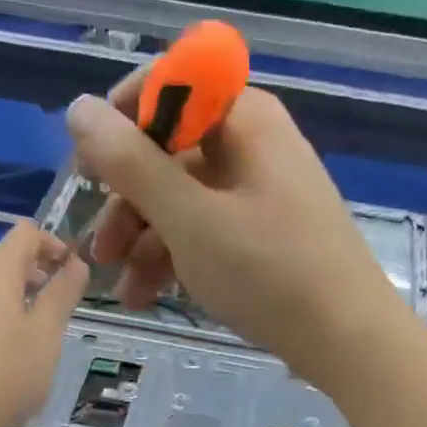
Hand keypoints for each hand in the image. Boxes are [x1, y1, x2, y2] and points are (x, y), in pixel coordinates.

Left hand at [0, 223, 89, 426]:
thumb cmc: (8, 371)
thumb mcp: (48, 333)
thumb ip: (63, 293)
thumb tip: (77, 263)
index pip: (26, 233)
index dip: (54, 244)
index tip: (73, 274)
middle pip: (6, 257)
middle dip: (37, 273)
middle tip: (59, 307)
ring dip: (17, 295)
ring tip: (36, 332)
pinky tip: (7, 350)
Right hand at [64, 80, 413, 393]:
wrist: (347, 339)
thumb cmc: (268, 272)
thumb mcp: (189, 218)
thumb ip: (129, 162)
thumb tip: (78, 107)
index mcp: (243, 118)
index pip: (169, 86)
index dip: (122, 122)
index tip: (89, 171)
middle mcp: (253, 144)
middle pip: (170, 152)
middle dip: (126, 201)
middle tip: (98, 251)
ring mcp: (261, 193)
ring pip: (184, 200)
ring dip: (144, 240)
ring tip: (120, 289)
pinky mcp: (265, 235)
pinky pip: (208, 231)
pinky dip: (175, 258)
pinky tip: (147, 296)